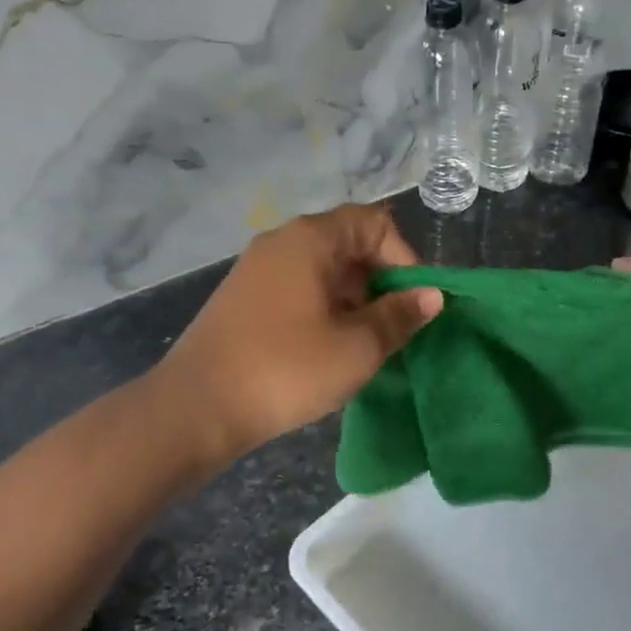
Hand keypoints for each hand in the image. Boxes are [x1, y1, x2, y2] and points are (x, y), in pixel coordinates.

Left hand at [150, 203, 442, 466]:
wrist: (198, 407)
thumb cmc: (287, 369)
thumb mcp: (357, 347)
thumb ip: (399, 316)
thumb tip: (432, 296)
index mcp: (310, 239)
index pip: (373, 223)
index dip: (404, 257)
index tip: (415, 302)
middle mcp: (280, 243)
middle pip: (347, 244)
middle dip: (381, 282)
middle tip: (395, 327)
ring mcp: (257, 271)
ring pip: (322, 272)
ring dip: (354, 301)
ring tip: (366, 344)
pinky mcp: (244, 300)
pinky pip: (298, 291)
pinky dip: (324, 310)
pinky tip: (328, 350)